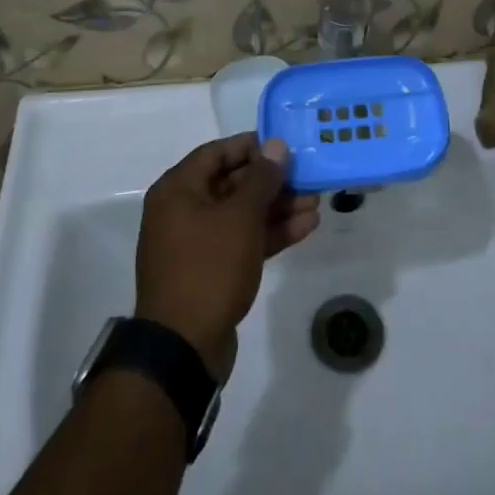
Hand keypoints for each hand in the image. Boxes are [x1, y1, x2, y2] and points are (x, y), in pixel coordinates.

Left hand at [134, 133, 320, 381]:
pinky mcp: (212, 270)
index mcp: (178, 190)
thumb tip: (276, 145)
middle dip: (273, 181)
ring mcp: (197, 243)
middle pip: (233, 183)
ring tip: (316, 202)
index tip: (285, 146)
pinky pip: (243, 240)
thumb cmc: (208, 267)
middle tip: (309, 176)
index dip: (252, 146)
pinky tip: (306, 227)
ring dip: (278, 207)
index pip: (218, 152)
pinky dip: (271, 233)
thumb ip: (262, 179)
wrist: (183, 348)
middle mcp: (183, 210)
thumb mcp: (240, 217)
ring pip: (242, 214)